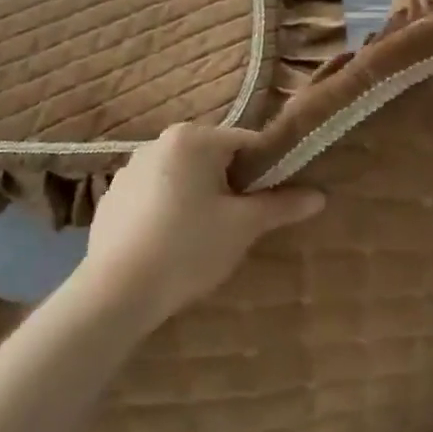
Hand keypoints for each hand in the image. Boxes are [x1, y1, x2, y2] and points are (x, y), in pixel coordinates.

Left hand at [80, 124, 323, 325]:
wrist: (116, 293)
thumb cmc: (189, 248)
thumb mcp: (243, 226)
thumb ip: (282, 205)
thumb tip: (320, 196)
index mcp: (193, 138)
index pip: (247, 143)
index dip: (268, 169)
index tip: (277, 199)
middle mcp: (158, 143)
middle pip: (214, 158)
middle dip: (233, 185)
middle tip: (244, 222)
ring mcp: (129, 170)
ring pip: (184, 177)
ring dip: (201, 197)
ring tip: (207, 237)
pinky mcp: (112, 199)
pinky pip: (155, 196)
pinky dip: (170, 211)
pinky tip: (172, 244)